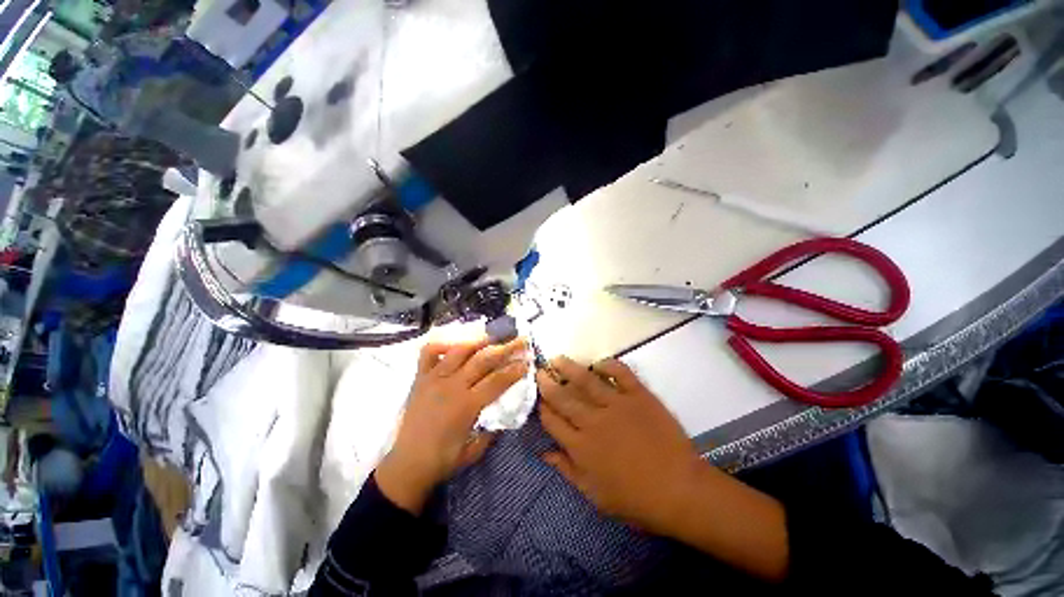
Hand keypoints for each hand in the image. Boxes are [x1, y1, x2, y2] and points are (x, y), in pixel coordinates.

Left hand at [375, 337, 528, 513]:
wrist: (406, 465)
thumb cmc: (443, 460)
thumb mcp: (475, 450)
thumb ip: (492, 429)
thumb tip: (505, 410)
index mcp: (467, 406)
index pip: (497, 380)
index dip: (515, 369)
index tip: (528, 360)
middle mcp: (451, 386)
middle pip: (484, 359)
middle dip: (506, 348)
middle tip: (521, 339)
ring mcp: (434, 378)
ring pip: (460, 350)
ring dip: (480, 341)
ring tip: (494, 336)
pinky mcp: (420, 377)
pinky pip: (429, 352)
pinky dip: (443, 343)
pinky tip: (456, 344)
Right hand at [538, 357, 789, 580]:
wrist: (680, 490)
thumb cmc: (636, 499)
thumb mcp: (594, 494)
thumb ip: (567, 470)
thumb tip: (543, 452)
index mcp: (581, 447)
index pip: (552, 421)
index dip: (541, 407)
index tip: (537, 397)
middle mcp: (593, 421)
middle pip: (563, 397)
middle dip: (547, 383)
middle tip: (539, 371)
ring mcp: (616, 405)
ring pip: (586, 380)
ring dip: (569, 368)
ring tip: (557, 359)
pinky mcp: (638, 396)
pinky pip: (621, 373)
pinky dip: (608, 365)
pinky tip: (598, 363)